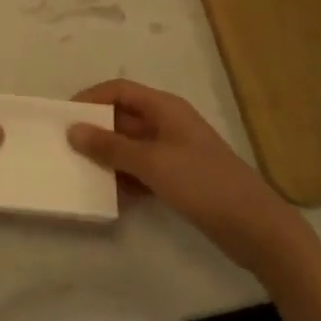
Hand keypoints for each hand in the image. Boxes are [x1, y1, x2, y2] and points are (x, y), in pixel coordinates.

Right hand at [68, 79, 313, 274]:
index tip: (64, 116)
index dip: (91, 98)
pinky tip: (109, 196)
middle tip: (65, 147)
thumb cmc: (203, 183)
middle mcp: (168, 124)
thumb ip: (111, 147)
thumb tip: (73, 130)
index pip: (119, 90)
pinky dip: (126, 178)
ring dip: (108, 157)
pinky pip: (142, 170)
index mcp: (164, 108)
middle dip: (96, 130)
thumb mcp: (152, 163)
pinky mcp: (180, 179)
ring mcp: (175, 152)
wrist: (257, 229)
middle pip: (123, 117)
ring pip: (131, 146)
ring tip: (80, 172)